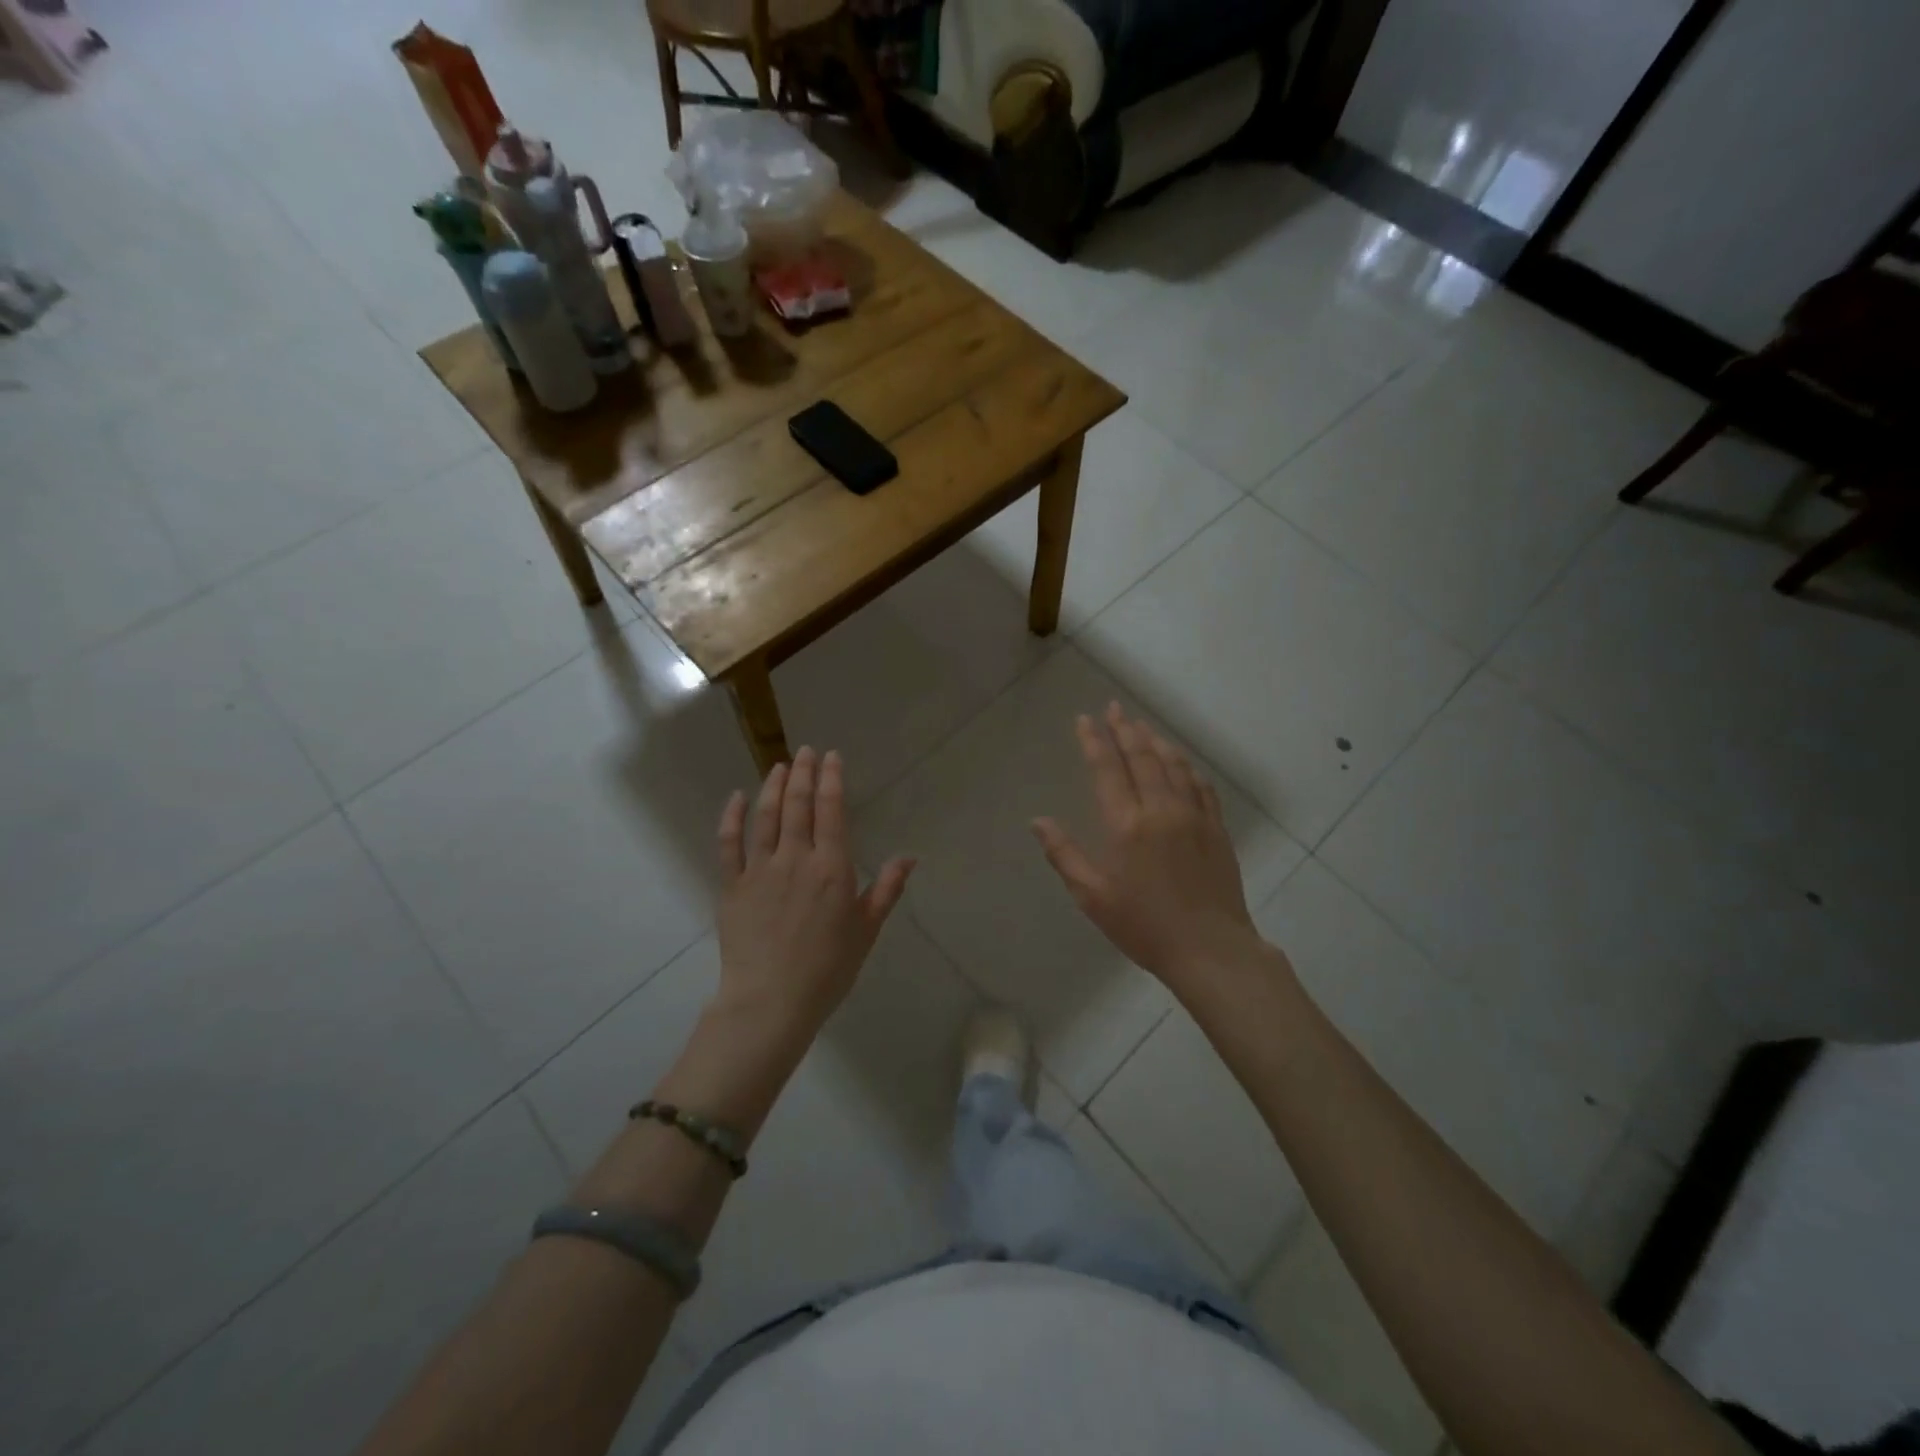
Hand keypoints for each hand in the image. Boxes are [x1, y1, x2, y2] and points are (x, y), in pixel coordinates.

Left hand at [714, 747, 914, 1040]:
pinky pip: (729, 843)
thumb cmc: (828, 969)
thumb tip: (908, 857)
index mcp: (831, 867)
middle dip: (804, 773)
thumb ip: (886, 889)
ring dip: (773, 786)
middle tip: (806, 751)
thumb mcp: (866, 930)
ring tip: (780, 766)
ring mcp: (760, 869)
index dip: (832, 779)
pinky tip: (736, 798)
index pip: (831, 810)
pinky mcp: (732, 885)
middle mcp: (795, 858)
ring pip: (766, 817)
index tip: (832, 756)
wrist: (771, 1001)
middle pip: (798, 805)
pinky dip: (731, 817)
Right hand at [1032, 704, 1269, 993]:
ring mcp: (1194, 816)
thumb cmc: (1144, 925)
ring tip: (1142, 725)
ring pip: (1174, 765)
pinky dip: (1187, 767)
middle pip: (1142, 757)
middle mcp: (1161, 809)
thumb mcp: (1093, 896)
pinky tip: (1181, 762)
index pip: (1107, 769)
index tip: (1085, 719)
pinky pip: (1201, 786)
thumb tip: (1038, 821)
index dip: (1094, 741)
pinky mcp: (1216, 829)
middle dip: (1125, 729)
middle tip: (1114, 708)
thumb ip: (1064, 855)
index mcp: (1126, 824)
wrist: (1210, 949)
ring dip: (1155, 741)